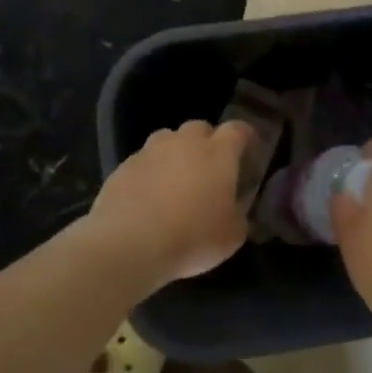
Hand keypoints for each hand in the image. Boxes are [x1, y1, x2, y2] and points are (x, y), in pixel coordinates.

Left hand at [85, 120, 253, 286]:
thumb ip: (238, 216)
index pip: (237, 130)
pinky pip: (143, 161)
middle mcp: (184, 143)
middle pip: (200, 128)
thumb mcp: (232, 236)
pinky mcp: (123, 166)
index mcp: (218, 153)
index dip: (245, 138)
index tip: (248, 151)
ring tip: (175, 180)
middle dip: (207, 142)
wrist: (130, 244)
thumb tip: (234, 211)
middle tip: (209, 169)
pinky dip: (149, 172)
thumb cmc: (192, 238)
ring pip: (167, 139)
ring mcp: (150, 151)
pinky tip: (147, 197)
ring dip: (175, 153)